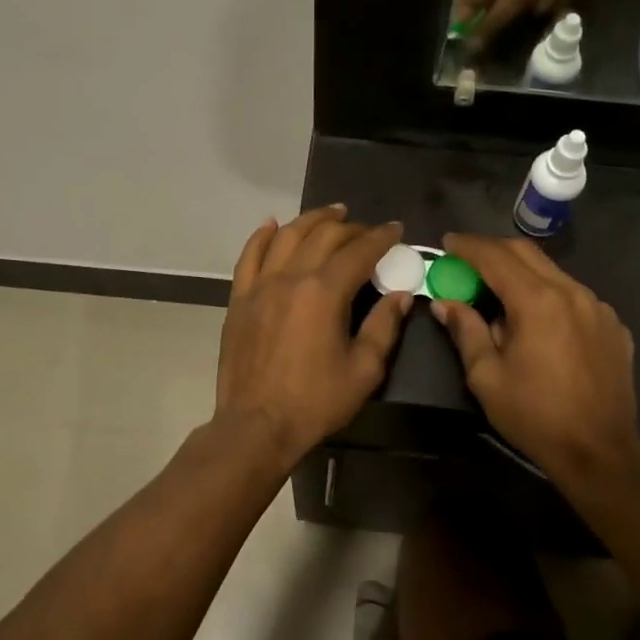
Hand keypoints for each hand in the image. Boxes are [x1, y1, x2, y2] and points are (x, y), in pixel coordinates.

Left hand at [214, 207, 412, 471]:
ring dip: (311, 220)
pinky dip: (262, 236)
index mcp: (324, 292)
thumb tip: (400, 294)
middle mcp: (290, 277)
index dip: (380, 237)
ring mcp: (260, 286)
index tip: (395, 229)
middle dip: (351, 227)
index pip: (358, 252)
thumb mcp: (363, 370)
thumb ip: (384, 326)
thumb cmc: (315, 402)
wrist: (256, 425)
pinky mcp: (239, 299)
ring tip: (331, 214)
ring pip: (287, 237)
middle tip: (367, 230)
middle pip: (323, 237)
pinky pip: (249, 256)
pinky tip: (273, 225)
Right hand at [432, 233, 639, 493]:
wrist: (601, 452)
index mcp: (537, 301)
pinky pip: (575, 297)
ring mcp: (598, 308)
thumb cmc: (535, 415)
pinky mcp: (613, 326)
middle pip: (526, 253)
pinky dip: (549, 295)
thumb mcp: (486, 376)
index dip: (467, 246)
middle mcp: (572, 292)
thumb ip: (466, 331)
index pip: (495, 257)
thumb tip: (445, 303)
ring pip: (553, 273)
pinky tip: (538, 320)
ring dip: (522, 273)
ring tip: (499, 291)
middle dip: (492, 250)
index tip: (447, 243)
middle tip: (466, 258)